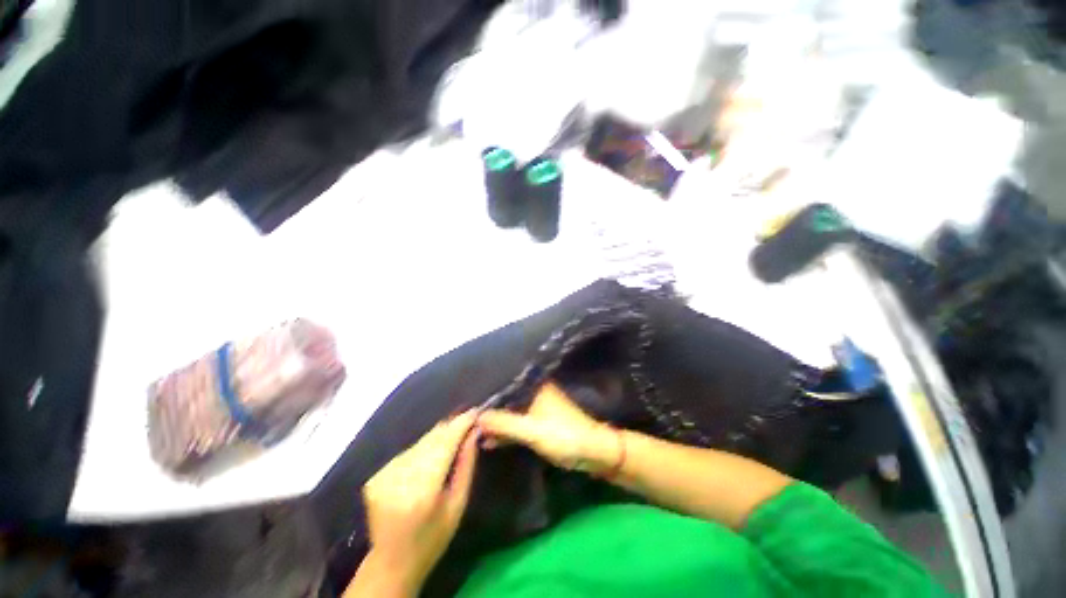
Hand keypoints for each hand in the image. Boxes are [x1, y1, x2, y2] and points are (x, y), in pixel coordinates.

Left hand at [348, 411, 479, 596]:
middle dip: (451, 426)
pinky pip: (408, 451)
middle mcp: (400, 478)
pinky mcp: (376, 475)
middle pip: (431, 439)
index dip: (460, 425)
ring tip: (454, 434)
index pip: (445, 444)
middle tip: (469, 418)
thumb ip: (466, 464)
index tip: (475, 411)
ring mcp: (384, 475)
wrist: (391, 562)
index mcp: (422, 491)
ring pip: (420, 443)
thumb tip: (473, 432)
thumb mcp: (458, 504)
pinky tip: (432, 453)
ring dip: (438, 436)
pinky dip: (423, 448)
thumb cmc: (433, 538)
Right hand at [478, 383, 620, 475]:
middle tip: (463, 415)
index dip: (486, 391)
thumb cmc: (564, 436)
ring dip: (495, 421)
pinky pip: (516, 423)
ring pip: (510, 412)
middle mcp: (534, 392)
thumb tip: (475, 416)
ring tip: (470, 429)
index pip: (505, 384)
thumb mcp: (532, 431)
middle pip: (506, 398)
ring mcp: (536, 408)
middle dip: (488, 407)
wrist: (593, 452)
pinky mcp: (538, 422)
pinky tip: (489, 440)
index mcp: (535, 387)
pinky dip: (505, 431)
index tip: (466, 397)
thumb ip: (505, 423)